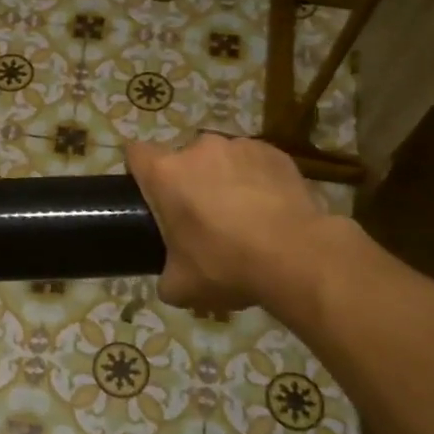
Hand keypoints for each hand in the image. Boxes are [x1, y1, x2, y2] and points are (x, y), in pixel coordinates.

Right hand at [125, 135, 330, 311]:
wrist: (298, 257)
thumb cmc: (227, 266)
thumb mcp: (180, 286)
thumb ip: (164, 275)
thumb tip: (170, 276)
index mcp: (165, 174)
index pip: (136, 155)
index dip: (139, 173)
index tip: (150, 196)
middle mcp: (199, 149)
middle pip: (182, 160)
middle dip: (188, 182)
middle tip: (201, 219)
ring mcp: (240, 146)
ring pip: (220, 160)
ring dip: (223, 179)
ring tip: (242, 215)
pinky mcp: (275, 152)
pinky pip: (254, 163)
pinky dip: (256, 180)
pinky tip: (269, 210)